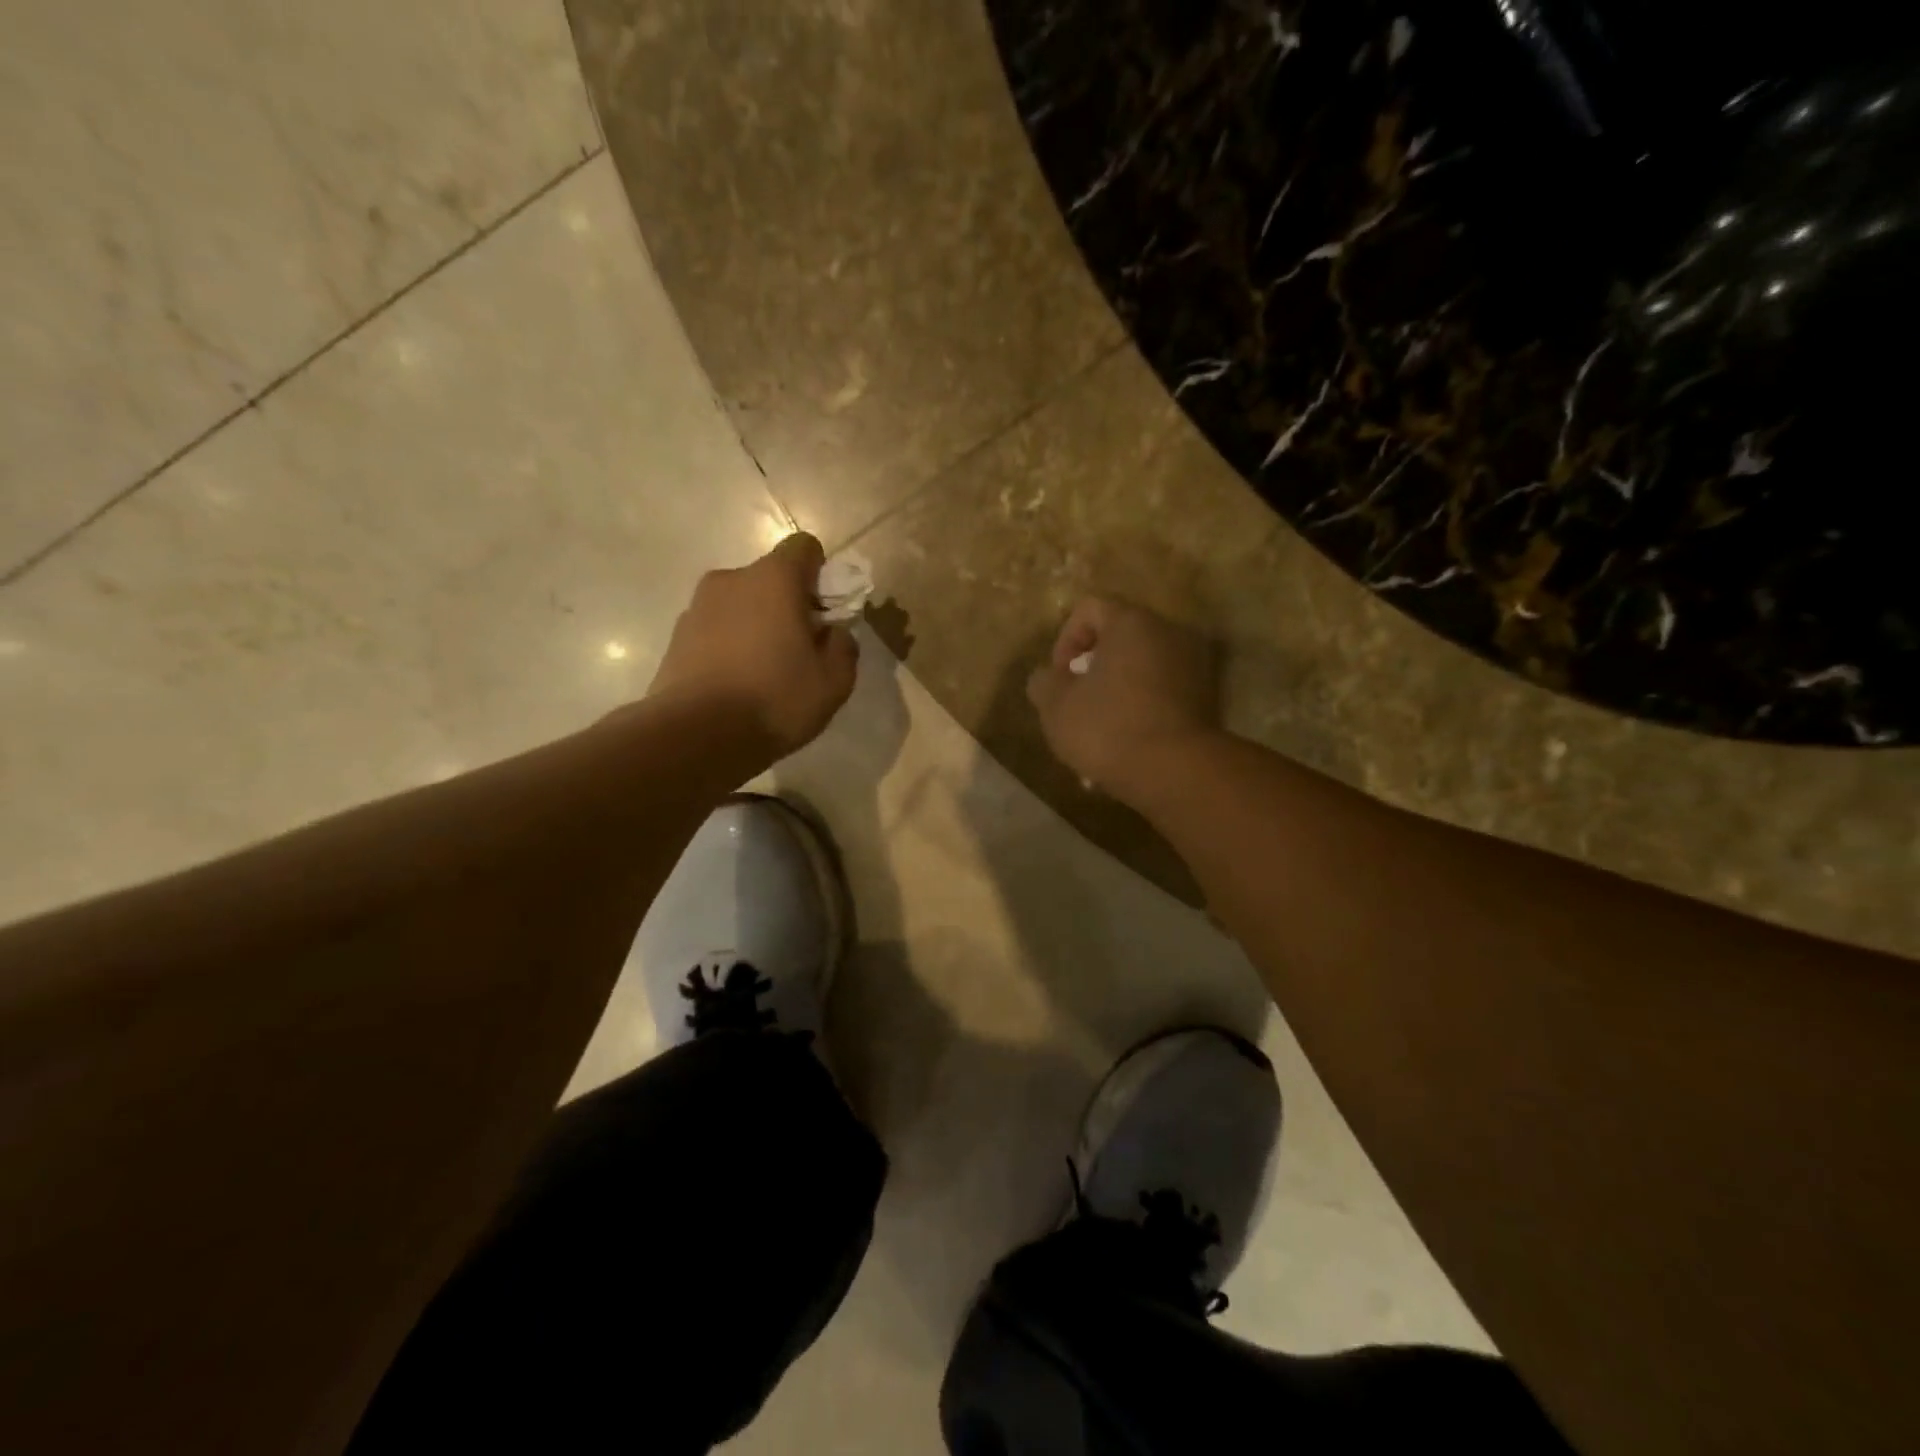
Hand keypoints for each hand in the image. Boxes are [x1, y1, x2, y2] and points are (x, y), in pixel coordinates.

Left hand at [647, 532, 858, 764]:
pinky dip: (730, 645)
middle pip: (770, 578)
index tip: (824, 614)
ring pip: (741, 604)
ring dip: (757, 625)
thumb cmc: (774, 700)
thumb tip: (834, 633)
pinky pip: (716, 629)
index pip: (805, 547)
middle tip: (800, 650)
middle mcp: (731, 580)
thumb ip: (844, 647)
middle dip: (789, 604)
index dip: (821, 575)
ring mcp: (697, 606)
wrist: (695, 736)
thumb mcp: (834, 682)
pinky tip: (737, 685)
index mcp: (774, 579)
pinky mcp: (676, 637)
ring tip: (765, 673)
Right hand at [1027, 597, 1219, 805]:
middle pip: (1120, 638)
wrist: (1175, 771)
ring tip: (1101, 732)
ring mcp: (1194, 665)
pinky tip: (1128, 745)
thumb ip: (1044, 682)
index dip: (1064, 640)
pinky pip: (1163, 693)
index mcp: (1132, 622)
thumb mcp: (1055, 705)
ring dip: (1118, 692)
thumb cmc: (1107, 727)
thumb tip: (1049, 678)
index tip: (1059, 679)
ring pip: (1142, 669)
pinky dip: (1142, 710)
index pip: (1089, 609)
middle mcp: (1169, 632)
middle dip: (1093, 669)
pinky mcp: (1207, 699)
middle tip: (1078, 704)